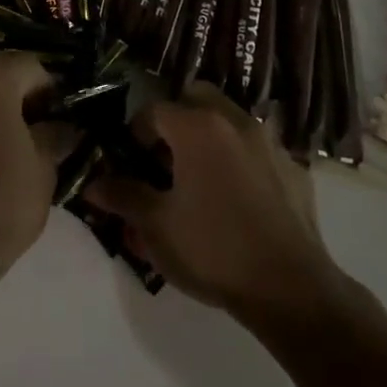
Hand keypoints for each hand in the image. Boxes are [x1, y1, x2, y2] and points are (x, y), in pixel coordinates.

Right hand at [86, 85, 339, 321]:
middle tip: (164, 158)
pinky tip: (237, 199)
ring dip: (209, 136)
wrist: (290, 287)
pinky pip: (257, 150)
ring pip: (230, 120)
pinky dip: (240, 160)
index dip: (135, 133)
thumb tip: (92, 185)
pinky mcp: (294, 168)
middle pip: (196, 98)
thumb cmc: (213, 249)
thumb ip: (123, 196)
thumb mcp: (156, 226)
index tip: (131, 162)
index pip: (153, 110)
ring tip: (198, 179)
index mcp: (197, 127)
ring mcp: (270, 142)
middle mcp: (235, 121)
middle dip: (176, 120)